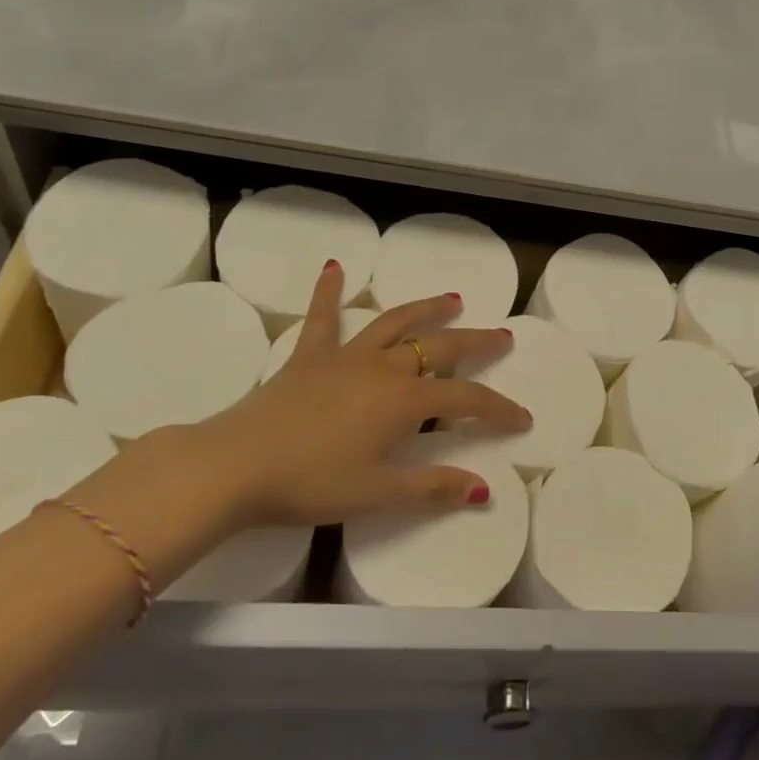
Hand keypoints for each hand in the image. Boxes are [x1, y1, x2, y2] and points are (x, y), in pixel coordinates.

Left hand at [193, 262, 530, 527]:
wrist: (236, 464)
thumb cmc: (309, 483)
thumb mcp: (377, 493)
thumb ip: (432, 487)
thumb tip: (483, 489)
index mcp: (404, 400)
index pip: (466, 399)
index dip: (498, 409)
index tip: (522, 418)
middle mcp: (384, 367)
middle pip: (441, 347)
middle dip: (476, 342)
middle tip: (502, 337)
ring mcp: (346, 355)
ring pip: (396, 322)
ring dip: (427, 308)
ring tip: (452, 298)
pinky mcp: (310, 354)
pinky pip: (323, 316)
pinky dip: (329, 290)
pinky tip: (334, 267)